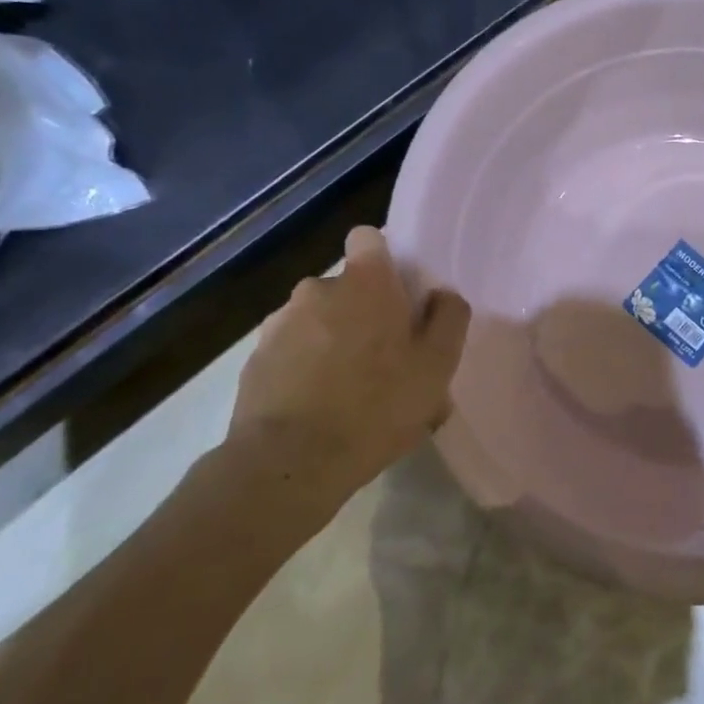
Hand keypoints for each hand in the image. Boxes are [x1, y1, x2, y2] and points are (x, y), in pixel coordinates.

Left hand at [227, 226, 470, 523]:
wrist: (289, 464)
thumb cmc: (376, 406)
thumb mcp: (437, 366)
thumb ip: (448, 318)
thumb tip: (441, 296)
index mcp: (364, 282)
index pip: (369, 239)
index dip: (384, 261)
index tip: (398, 296)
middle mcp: (317, 289)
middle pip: (347, 287)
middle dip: (363, 313)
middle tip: (386, 361)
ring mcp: (279, 325)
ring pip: (318, 321)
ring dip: (334, 343)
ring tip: (352, 394)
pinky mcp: (255, 362)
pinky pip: (292, 353)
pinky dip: (306, 370)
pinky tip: (320, 410)